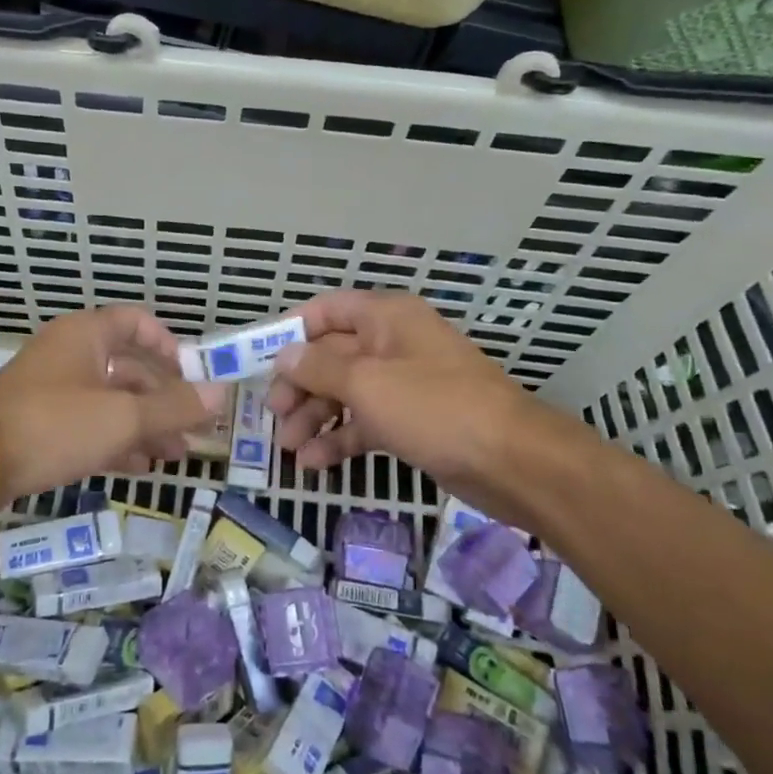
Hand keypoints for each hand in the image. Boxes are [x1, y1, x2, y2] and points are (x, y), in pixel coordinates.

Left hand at [0, 306, 219, 503]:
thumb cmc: (54, 424)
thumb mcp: (122, 416)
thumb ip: (173, 407)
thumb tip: (222, 393)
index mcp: (86, 335)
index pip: (136, 322)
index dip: (168, 345)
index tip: (191, 376)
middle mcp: (69, 354)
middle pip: (128, 367)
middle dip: (164, 398)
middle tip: (194, 429)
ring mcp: (52, 389)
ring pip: (110, 400)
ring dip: (145, 424)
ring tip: (175, 455)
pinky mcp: (40, 423)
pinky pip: (89, 423)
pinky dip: (116, 440)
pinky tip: (140, 467)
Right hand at [266, 290, 559, 511]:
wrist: (513, 462)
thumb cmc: (434, 407)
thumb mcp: (367, 383)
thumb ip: (319, 368)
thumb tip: (283, 356)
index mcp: (386, 318)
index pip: (327, 310)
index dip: (291, 331)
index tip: (259, 359)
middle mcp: (393, 344)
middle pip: (332, 355)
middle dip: (300, 384)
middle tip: (274, 415)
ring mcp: (404, 384)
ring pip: (346, 392)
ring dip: (315, 416)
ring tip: (288, 448)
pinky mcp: (413, 421)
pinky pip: (366, 422)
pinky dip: (340, 437)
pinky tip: (315, 463)